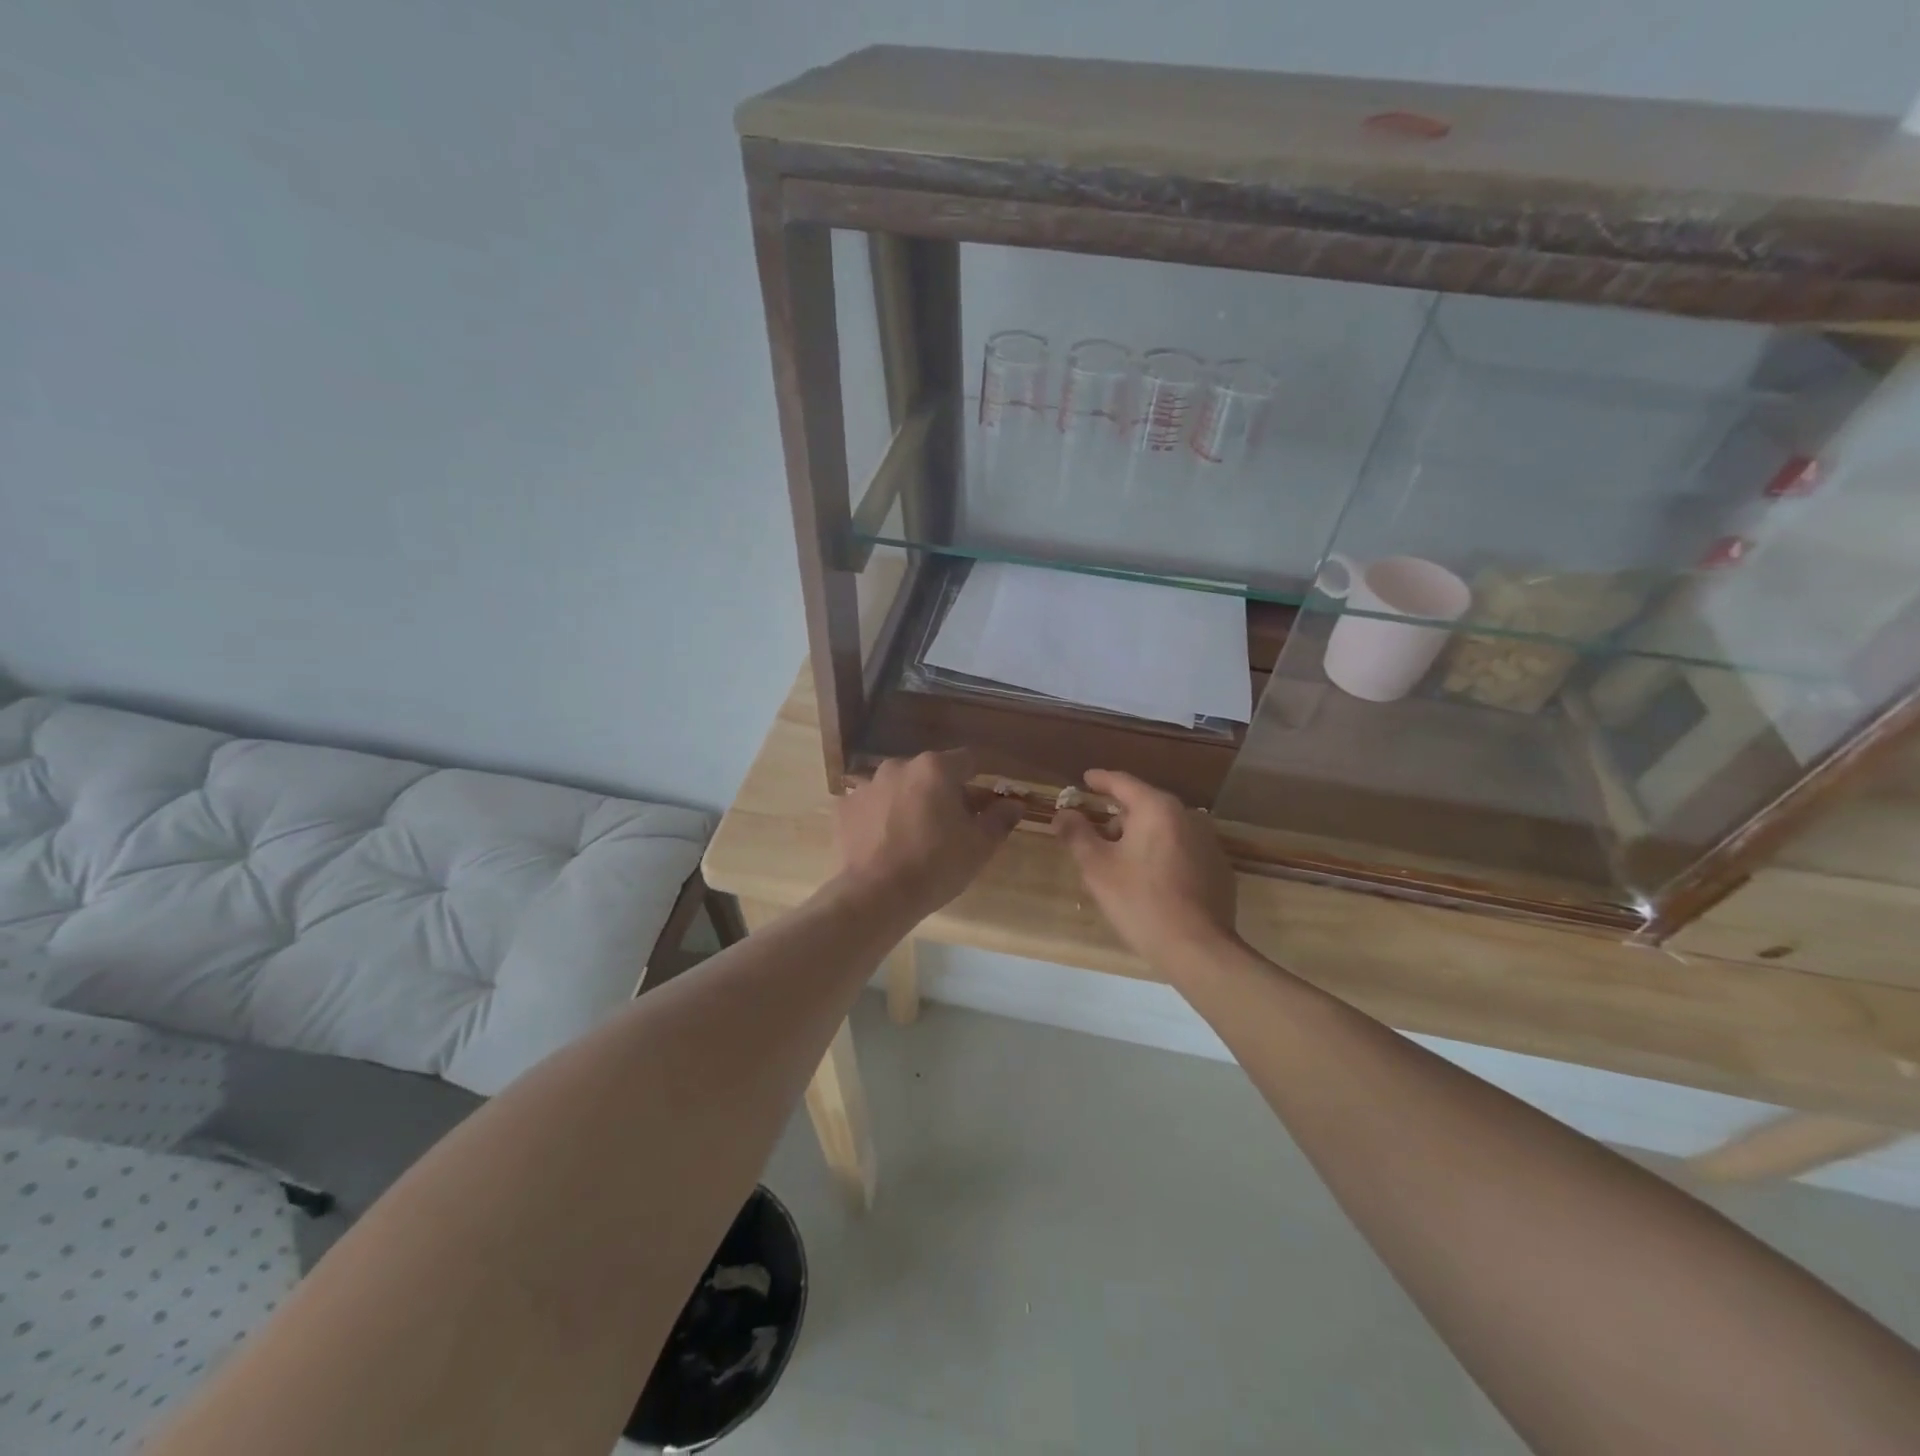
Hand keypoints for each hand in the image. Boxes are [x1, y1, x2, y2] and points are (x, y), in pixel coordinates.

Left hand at [833, 750, 1022, 922]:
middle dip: (943, 793)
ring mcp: (866, 785)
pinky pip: (871, 807)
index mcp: (935, 769)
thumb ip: (1000, 819)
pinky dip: (880, 818)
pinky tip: (885, 845)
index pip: (968, 761)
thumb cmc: (935, 865)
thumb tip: (1014, 804)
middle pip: (930, 773)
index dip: (979, 781)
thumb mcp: (979, 846)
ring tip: (914, 838)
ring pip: (899, 788)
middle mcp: (898, 766)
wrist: (875, 896)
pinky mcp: (844, 808)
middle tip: (951, 827)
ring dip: (910, 803)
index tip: (983, 805)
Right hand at [1055, 769, 1239, 971]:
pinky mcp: (1218, 867)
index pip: (1123, 782)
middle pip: (1145, 805)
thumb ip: (1077, 834)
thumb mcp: (1097, 867)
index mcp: (1157, 808)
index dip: (1100, 780)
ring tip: (1120, 860)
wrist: (1197, 947)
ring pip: (1164, 828)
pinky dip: (1162, 853)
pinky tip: (1150, 879)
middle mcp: (1187, 816)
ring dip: (1140, 836)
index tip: (1085, 779)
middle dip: (1118, 815)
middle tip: (1095, 832)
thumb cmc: (1140, 901)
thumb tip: (1063, 814)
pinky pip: (1181, 848)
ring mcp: (1208, 841)